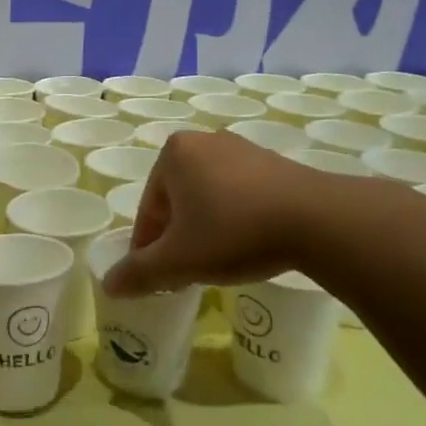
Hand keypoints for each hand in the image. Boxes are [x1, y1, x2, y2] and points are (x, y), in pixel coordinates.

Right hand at [103, 130, 323, 296]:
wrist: (317, 220)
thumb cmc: (233, 232)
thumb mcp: (179, 260)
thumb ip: (140, 272)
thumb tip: (109, 284)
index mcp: (173, 154)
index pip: (148, 209)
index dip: (149, 249)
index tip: (158, 278)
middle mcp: (204, 141)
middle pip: (177, 200)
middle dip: (178, 236)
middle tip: (188, 271)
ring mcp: (242, 148)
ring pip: (209, 196)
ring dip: (206, 227)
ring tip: (219, 261)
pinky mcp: (275, 163)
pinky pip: (240, 194)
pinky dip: (236, 218)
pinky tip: (250, 244)